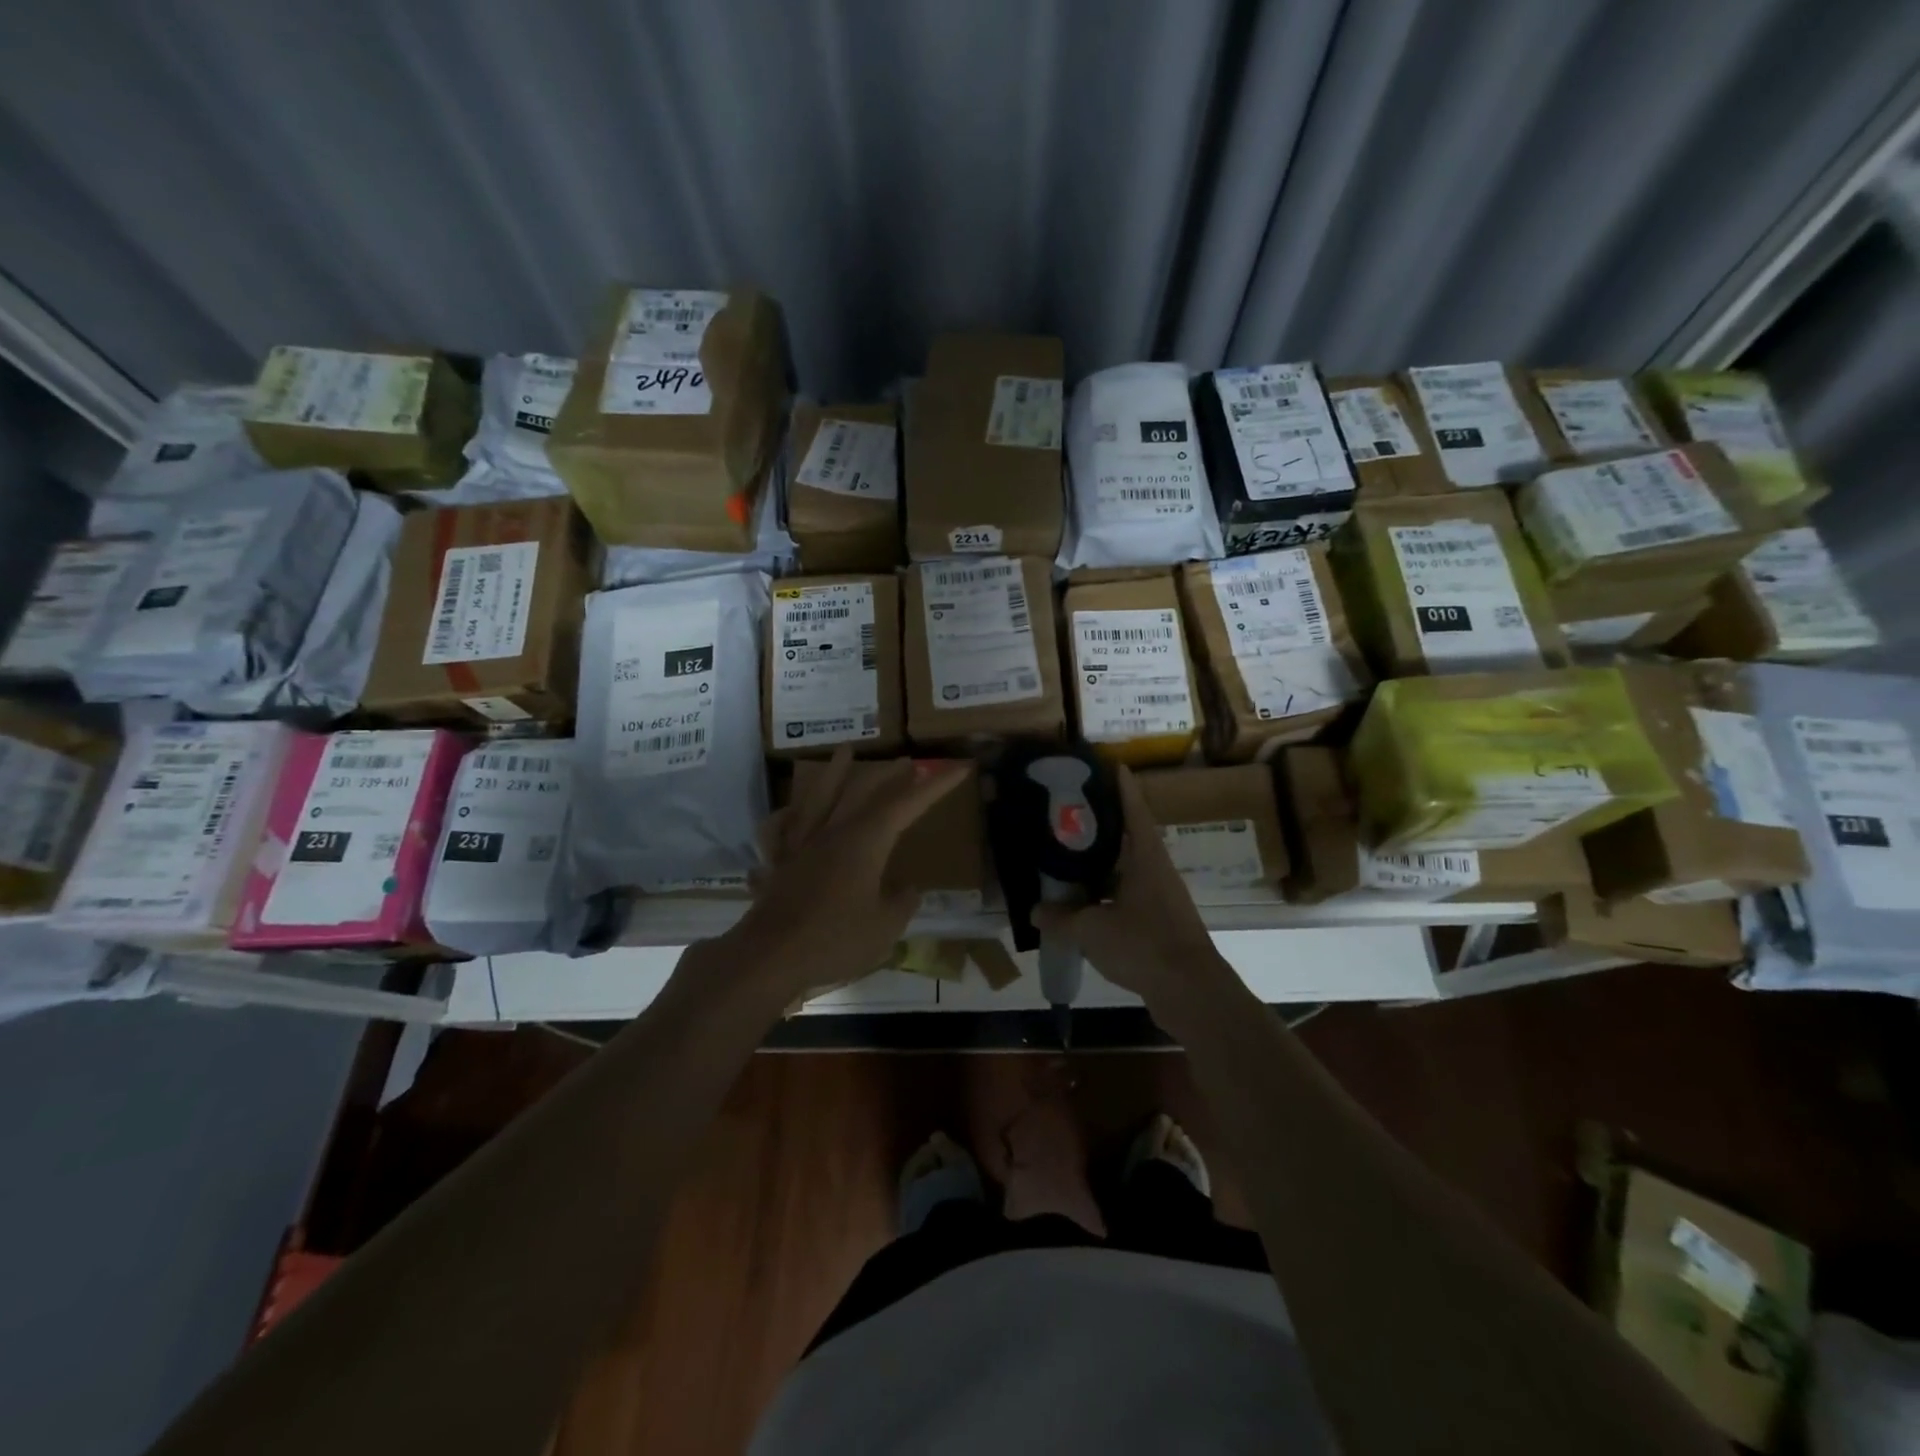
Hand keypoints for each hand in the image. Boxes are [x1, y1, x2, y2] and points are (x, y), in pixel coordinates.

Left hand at [724, 747, 969, 1001]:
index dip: (936, 786)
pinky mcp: (777, 864)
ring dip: (834, 773)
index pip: (907, 805)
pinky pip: (778, 831)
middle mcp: (832, 832)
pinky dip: (784, 818)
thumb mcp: (885, 928)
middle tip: (907, 761)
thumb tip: (908, 888)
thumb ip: (902, 904)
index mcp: (865, 841)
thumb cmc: (834, 939)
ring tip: (844, 751)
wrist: (770, 957)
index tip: (958, 768)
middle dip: (888, 775)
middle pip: (862, 792)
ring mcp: (800, 845)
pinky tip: (789, 812)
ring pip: (818, 798)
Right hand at [1033, 766, 1229, 1018]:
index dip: (1122, 787)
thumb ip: (1061, 918)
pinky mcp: (1159, 923)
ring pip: (1127, 870)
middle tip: (1071, 811)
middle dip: (1103, 824)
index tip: (1111, 765)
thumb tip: (1035, 910)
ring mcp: (1160, 898)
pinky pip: (1127, 897)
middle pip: (1129, 838)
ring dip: (1103, 863)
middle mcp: (1156, 871)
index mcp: (1146, 858)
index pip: (1134, 811)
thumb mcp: (1092, 929)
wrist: (1190, 992)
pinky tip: (1083, 903)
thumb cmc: (1144, 945)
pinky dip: (1105, 894)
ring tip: (1069, 855)